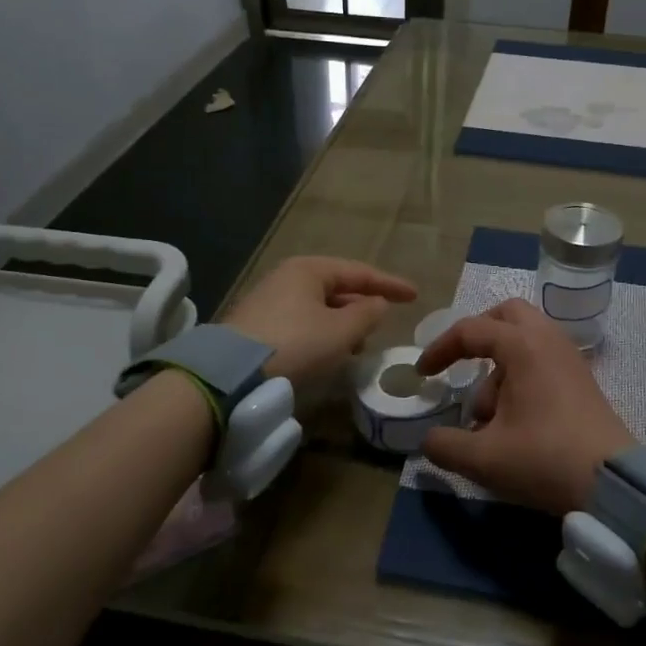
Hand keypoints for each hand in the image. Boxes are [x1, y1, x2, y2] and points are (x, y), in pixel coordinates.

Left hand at [223, 256, 415, 384]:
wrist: (231, 375)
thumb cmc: (295, 344)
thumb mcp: (341, 331)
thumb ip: (367, 314)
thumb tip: (377, 303)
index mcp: (308, 269)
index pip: (358, 272)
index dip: (389, 284)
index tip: (414, 295)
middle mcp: (286, 278)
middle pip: (335, 287)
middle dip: (361, 304)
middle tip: (384, 321)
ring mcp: (268, 301)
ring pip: (318, 307)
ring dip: (342, 322)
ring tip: (358, 344)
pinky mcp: (256, 327)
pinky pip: (301, 322)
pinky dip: (322, 333)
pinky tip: (328, 352)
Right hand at [415, 298, 634, 514]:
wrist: (614, 483)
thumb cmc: (545, 459)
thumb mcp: (483, 458)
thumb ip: (445, 445)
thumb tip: (429, 440)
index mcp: (522, 345)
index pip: (471, 330)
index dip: (440, 349)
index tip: (423, 374)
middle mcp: (548, 340)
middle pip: (506, 315)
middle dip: (477, 336)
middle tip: (461, 365)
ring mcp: (569, 358)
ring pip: (525, 340)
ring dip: (498, 368)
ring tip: (489, 419)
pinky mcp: (581, 380)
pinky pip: (542, 360)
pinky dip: (520, 377)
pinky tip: (514, 423)